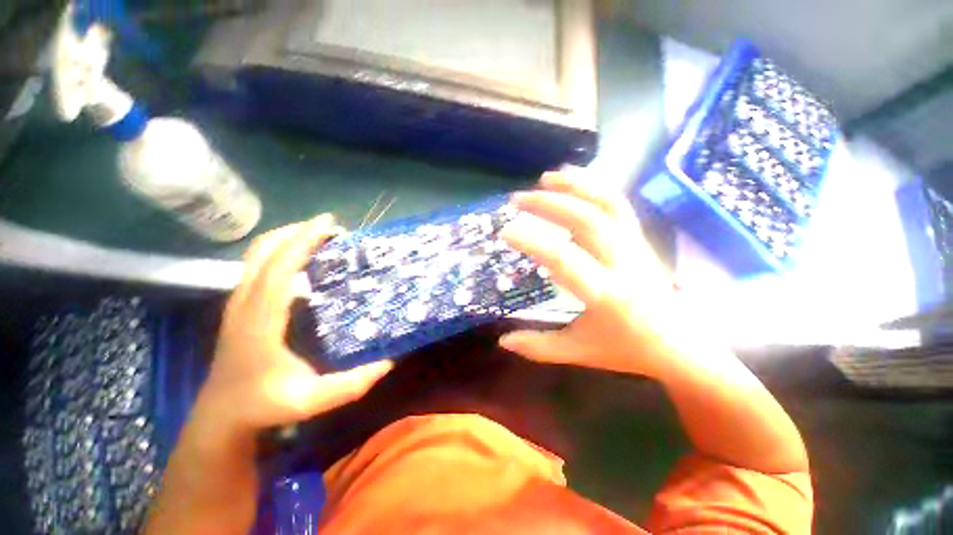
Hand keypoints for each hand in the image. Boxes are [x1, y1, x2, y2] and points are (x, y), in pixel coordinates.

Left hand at [195, 215, 393, 439]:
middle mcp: (244, 303)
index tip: (329, 224)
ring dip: (287, 238)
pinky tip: (301, 260)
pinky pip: (256, 266)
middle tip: (331, 228)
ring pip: (256, 255)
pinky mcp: (239, 306)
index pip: (279, 268)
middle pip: (263, 251)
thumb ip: (352, 383)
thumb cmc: (263, 406)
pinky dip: (279, 252)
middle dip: (296, 231)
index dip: (302, 241)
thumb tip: (390, 361)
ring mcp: (237, 303)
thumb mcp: (311, 400)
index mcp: (260, 321)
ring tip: (319, 237)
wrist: (220, 416)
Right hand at [499, 171, 678, 377]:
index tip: (505, 231)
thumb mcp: (579, 351)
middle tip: (518, 199)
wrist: (681, 344)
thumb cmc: (627, 350)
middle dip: (549, 204)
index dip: (532, 242)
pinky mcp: (640, 240)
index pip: (564, 260)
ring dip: (575, 186)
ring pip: (607, 204)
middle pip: (586, 220)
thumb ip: (539, 347)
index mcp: (606, 295)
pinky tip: (576, 182)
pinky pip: (618, 205)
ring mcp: (635, 247)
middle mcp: (623, 264)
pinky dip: (595, 187)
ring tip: (546, 178)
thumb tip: (502, 341)